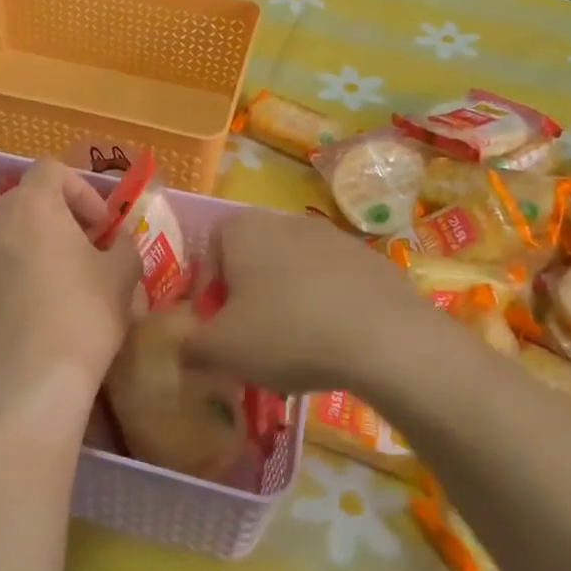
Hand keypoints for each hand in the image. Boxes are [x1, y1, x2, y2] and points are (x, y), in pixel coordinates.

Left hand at [0, 160, 141, 426]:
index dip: (80, 191)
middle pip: (23, 205)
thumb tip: (118, 241)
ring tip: (46, 291)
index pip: (52, 170)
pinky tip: (19, 321)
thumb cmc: (83, 316)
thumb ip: (124, 245)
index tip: (99, 228)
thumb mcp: (122, 276)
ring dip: (23, 254)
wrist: (28, 382)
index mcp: (32, 205)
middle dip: (53, 223)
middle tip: (78, 256)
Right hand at [185, 210, 440, 396]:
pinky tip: (335, 340)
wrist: (386, 338)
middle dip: (247, 297)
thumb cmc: (288, 333)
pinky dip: (326, 305)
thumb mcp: (222, 350)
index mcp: (242, 229)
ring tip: (296, 345)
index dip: (208, 294)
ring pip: (292, 270)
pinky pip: (332, 282)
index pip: (208, 253)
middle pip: (251, 259)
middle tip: (253, 340)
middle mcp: (284, 220)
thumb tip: (183, 347)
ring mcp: (332, 235)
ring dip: (286, 301)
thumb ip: (190, 346)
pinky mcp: (370, 258)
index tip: (218, 330)